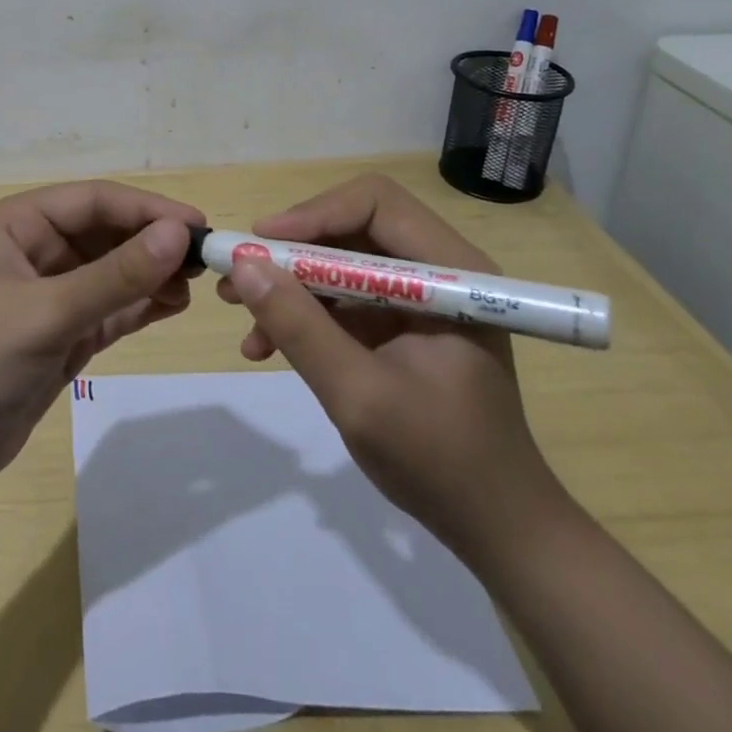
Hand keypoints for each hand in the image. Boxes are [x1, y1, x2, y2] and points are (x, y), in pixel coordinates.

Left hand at [0, 181, 204, 482]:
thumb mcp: (48, 312)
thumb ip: (116, 275)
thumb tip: (180, 234)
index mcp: (17, 223)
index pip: (94, 201)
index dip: (147, 209)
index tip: (198, 226)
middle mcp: (35, 248)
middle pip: (107, 232)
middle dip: (154, 243)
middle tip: (206, 259)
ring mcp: (51, 292)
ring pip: (114, 270)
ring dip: (152, 274)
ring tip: (194, 286)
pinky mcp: (63, 331)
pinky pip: (112, 306)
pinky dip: (141, 304)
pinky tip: (175, 305)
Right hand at [217, 173, 558, 557]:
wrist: (494, 528)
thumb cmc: (440, 461)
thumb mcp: (359, 395)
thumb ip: (300, 327)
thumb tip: (243, 265)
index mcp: (450, 271)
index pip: (377, 204)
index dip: (315, 214)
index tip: (261, 243)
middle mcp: (436, 270)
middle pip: (352, 227)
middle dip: (291, 250)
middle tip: (240, 271)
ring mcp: (418, 298)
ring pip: (340, 262)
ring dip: (289, 282)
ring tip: (237, 308)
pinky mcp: (401, 324)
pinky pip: (343, 298)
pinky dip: (304, 314)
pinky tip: (266, 345)